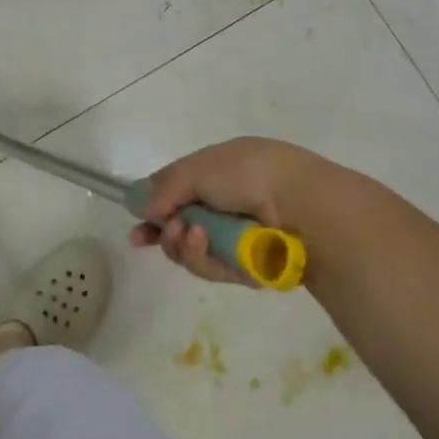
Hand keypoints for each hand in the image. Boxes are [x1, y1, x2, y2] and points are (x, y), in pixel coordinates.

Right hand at [133, 137, 350, 285]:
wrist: (300, 205)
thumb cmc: (247, 174)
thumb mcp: (198, 168)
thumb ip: (165, 186)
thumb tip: (141, 205)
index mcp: (218, 172)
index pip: (177, 193)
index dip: (153, 211)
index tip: (137, 230)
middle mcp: (226, 204)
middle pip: (181, 228)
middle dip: (167, 233)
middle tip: (166, 231)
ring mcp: (237, 237)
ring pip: (194, 253)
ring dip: (184, 245)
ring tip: (191, 235)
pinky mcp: (248, 268)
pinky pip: (214, 269)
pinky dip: (205, 258)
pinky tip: (206, 244)